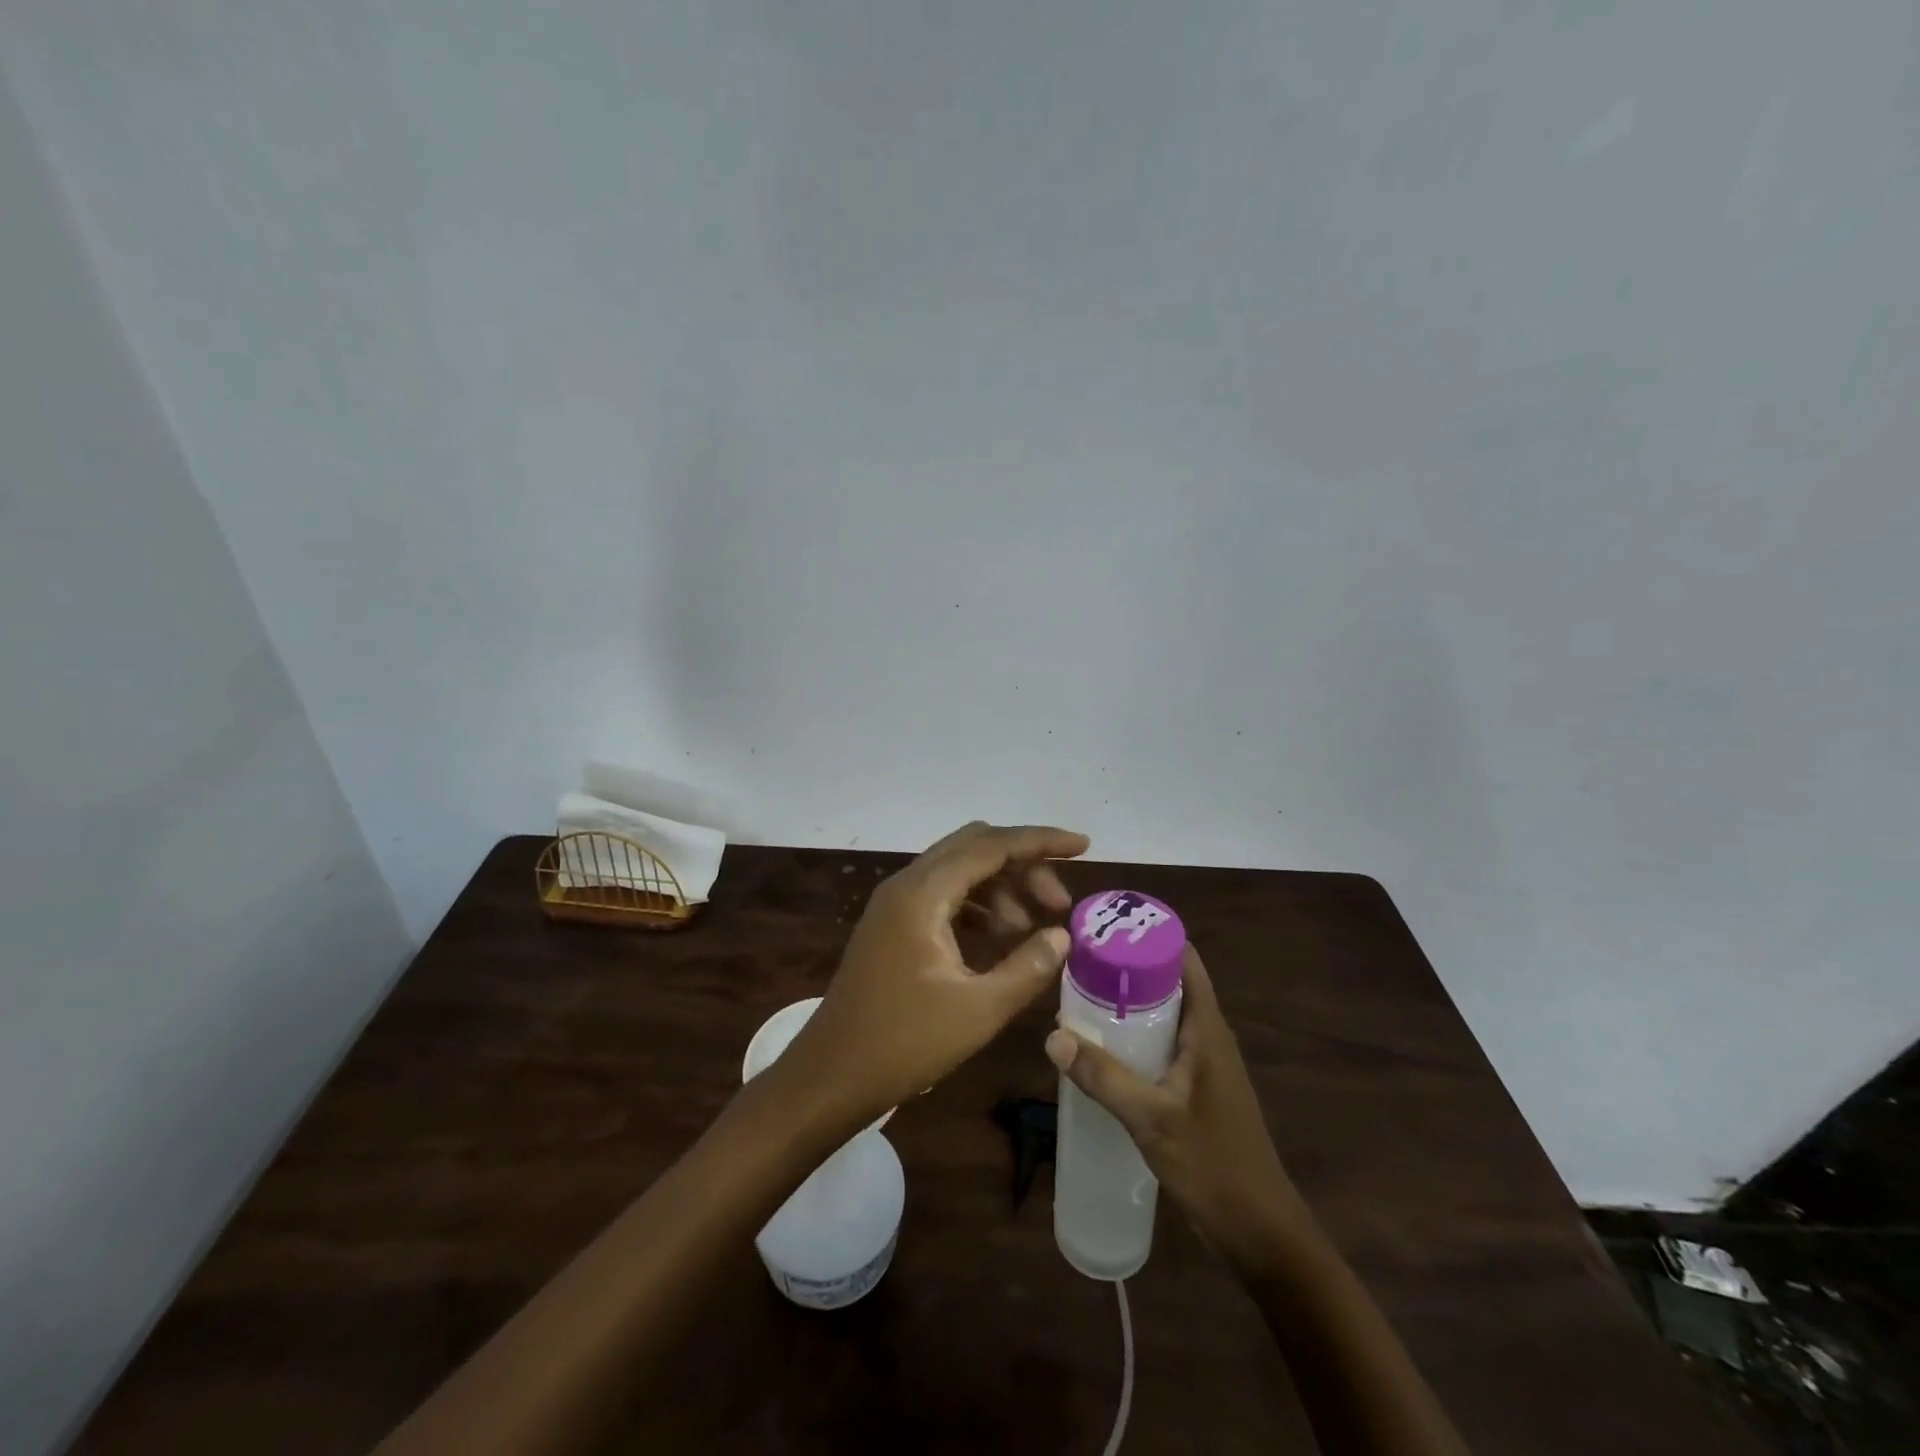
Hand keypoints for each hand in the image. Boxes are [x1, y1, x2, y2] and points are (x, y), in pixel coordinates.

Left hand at [779, 821, 1090, 1124]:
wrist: (829, 1076)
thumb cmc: (903, 1044)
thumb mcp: (978, 1010)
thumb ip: (1028, 967)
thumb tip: (1061, 935)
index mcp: (923, 894)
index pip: (991, 845)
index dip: (1040, 841)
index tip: (1083, 846)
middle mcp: (906, 885)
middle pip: (974, 848)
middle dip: (1022, 866)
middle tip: (1057, 903)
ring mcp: (895, 904)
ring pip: (959, 871)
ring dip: (1000, 888)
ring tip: (1031, 931)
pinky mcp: (892, 925)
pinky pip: (943, 896)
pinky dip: (977, 906)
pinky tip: (998, 940)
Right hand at [1045, 947, 1310, 1265]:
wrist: (1262, 1233)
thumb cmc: (1214, 1166)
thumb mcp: (1152, 1119)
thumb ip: (1104, 1077)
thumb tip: (1053, 1035)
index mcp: (1208, 1029)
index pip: (1183, 959)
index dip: (1148, 936)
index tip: (1106, 926)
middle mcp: (1209, 1036)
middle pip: (1168, 982)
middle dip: (1127, 967)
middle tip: (1079, 961)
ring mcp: (1205, 1064)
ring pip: (1164, 1014)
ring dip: (1129, 1003)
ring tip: (1081, 995)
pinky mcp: (1197, 1088)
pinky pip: (1163, 1044)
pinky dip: (1134, 1035)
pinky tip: (1102, 1049)